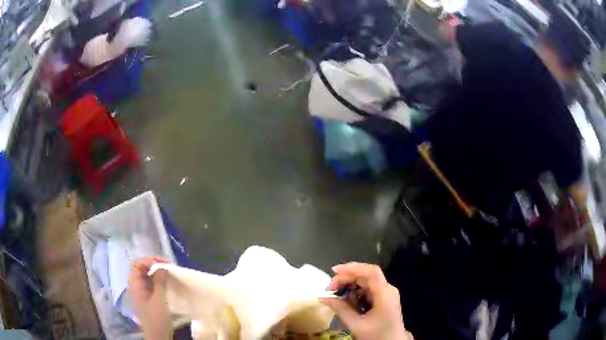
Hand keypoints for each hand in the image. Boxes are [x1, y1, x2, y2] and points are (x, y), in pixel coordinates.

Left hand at [128, 256, 172, 339]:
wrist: (158, 335)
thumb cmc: (156, 318)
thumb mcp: (159, 300)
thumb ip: (159, 282)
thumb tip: (162, 266)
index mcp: (135, 284)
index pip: (137, 264)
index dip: (148, 260)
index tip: (163, 262)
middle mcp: (137, 285)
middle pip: (142, 267)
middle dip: (154, 263)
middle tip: (168, 264)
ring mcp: (143, 290)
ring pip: (148, 274)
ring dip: (158, 270)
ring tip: (170, 270)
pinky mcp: (149, 296)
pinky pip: (152, 282)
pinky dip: (159, 278)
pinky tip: (168, 279)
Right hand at [322, 263, 411, 339]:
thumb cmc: (377, 335)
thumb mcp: (356, 324)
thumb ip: (340, 309)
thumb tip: (323, 298)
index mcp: (384, 293)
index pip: (370, 271)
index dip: (352, 267)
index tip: (334, 271)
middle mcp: (387, 289)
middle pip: (366, 275)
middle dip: (347, 278)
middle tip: (330, 289)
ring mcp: (386, 294)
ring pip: (366, 282)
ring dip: (350, 286)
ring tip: (336, 295)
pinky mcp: (384, 300)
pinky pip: (368, 290)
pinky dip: (355, 293)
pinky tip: (346, 301)